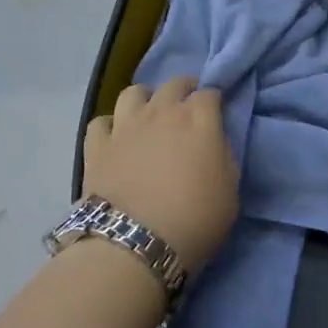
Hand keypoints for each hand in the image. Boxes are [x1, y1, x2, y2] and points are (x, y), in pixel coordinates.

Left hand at [83, 77, 237, 276]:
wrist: (134, 244)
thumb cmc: (194, 220)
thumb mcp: (230, 192)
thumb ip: (224, 157)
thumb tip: (214, 143)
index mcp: (199, 118)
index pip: (210, 93)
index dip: (214, 101)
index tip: (215, 114)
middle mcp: (162, 111)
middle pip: (174, 84)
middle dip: (184, 90)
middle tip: (186, 108)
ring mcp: (126, 124)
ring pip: (134, 92)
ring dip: (145, 99)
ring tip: (148, 116)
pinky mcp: (97, 144)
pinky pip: (101, 121)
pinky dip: (110, 126)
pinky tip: (115, 140)